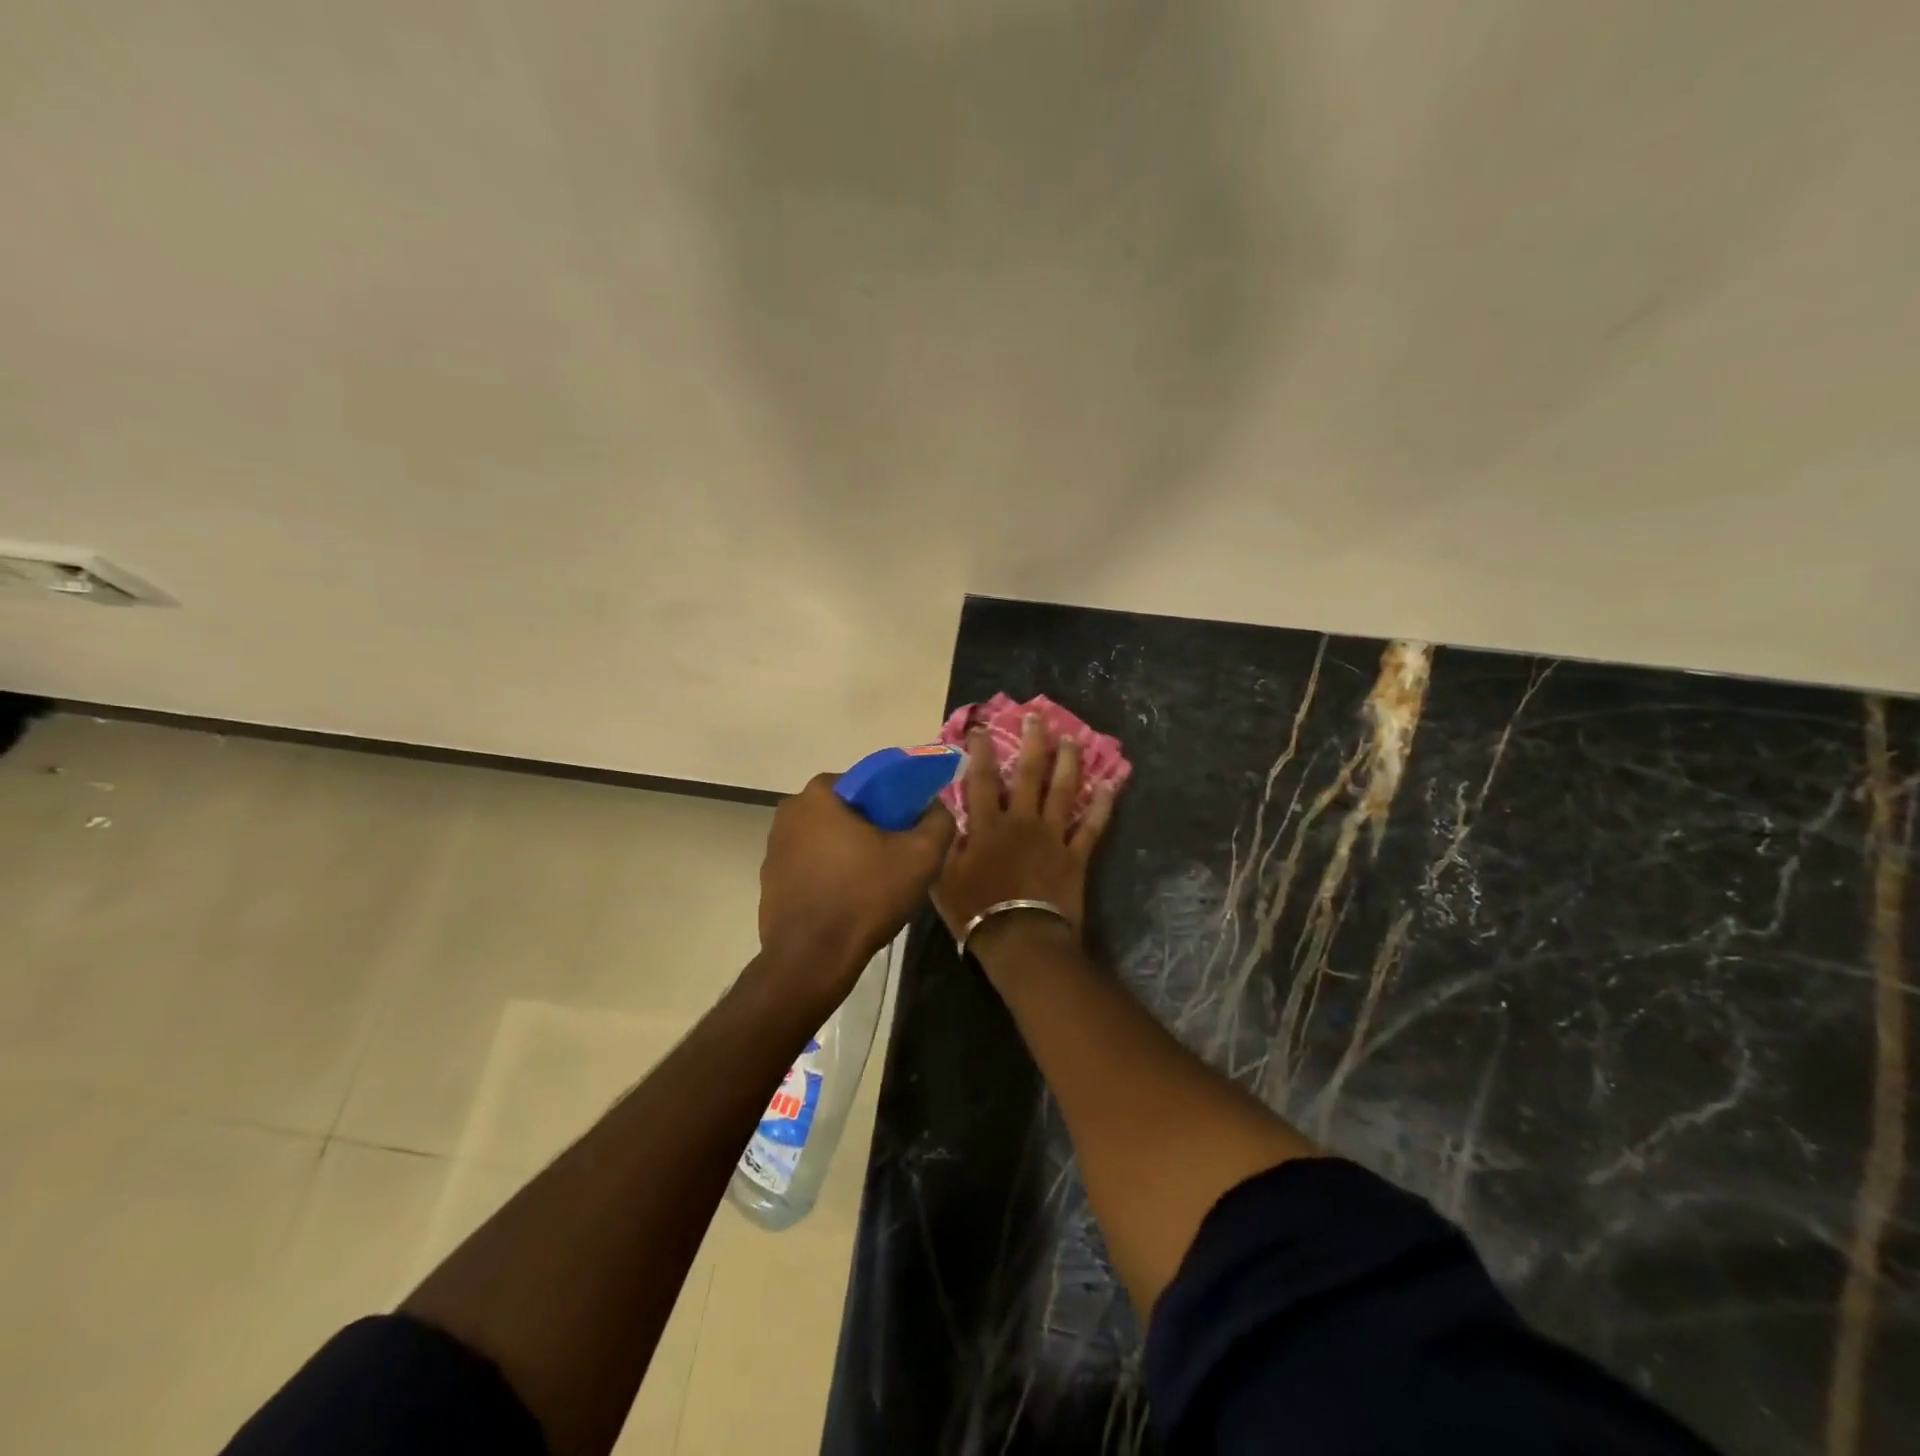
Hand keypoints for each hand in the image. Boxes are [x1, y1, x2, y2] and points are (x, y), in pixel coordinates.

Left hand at [758, 773, 954, 999]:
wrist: (811, 961)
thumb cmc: (865, 897)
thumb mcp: (921, 857)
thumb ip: (938, 820)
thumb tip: (936, 806)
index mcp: (819, 794)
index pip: (867, 781)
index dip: (894, 800)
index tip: (910, 826)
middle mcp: (789, 812)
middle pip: (846, 809)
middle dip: (872, 826)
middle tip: (898, 853)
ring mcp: (774, 848)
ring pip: (827, 838)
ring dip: (850, 851)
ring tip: (876, 880)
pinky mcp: (770, 880)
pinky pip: (810, 865)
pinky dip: (830, 873)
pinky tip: (850, 899)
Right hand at [932, 714, 1115, 954]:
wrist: (1020, 939)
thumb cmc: (975, 911)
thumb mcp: (944, 877)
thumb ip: (945, 842)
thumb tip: (942, 815)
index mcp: (989, 825)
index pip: (982, 779)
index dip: (981, 750)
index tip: (982, 727)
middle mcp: (1022, 822)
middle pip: (1029, 774)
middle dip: (1034, 742)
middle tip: (1038, 717)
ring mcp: (1053, 836)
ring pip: (1063, 791)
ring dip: (1068, 763)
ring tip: (1073, 739)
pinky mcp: (1075, 856)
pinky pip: (1091, 827)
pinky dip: (1101, 806)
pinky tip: (1108, 786)